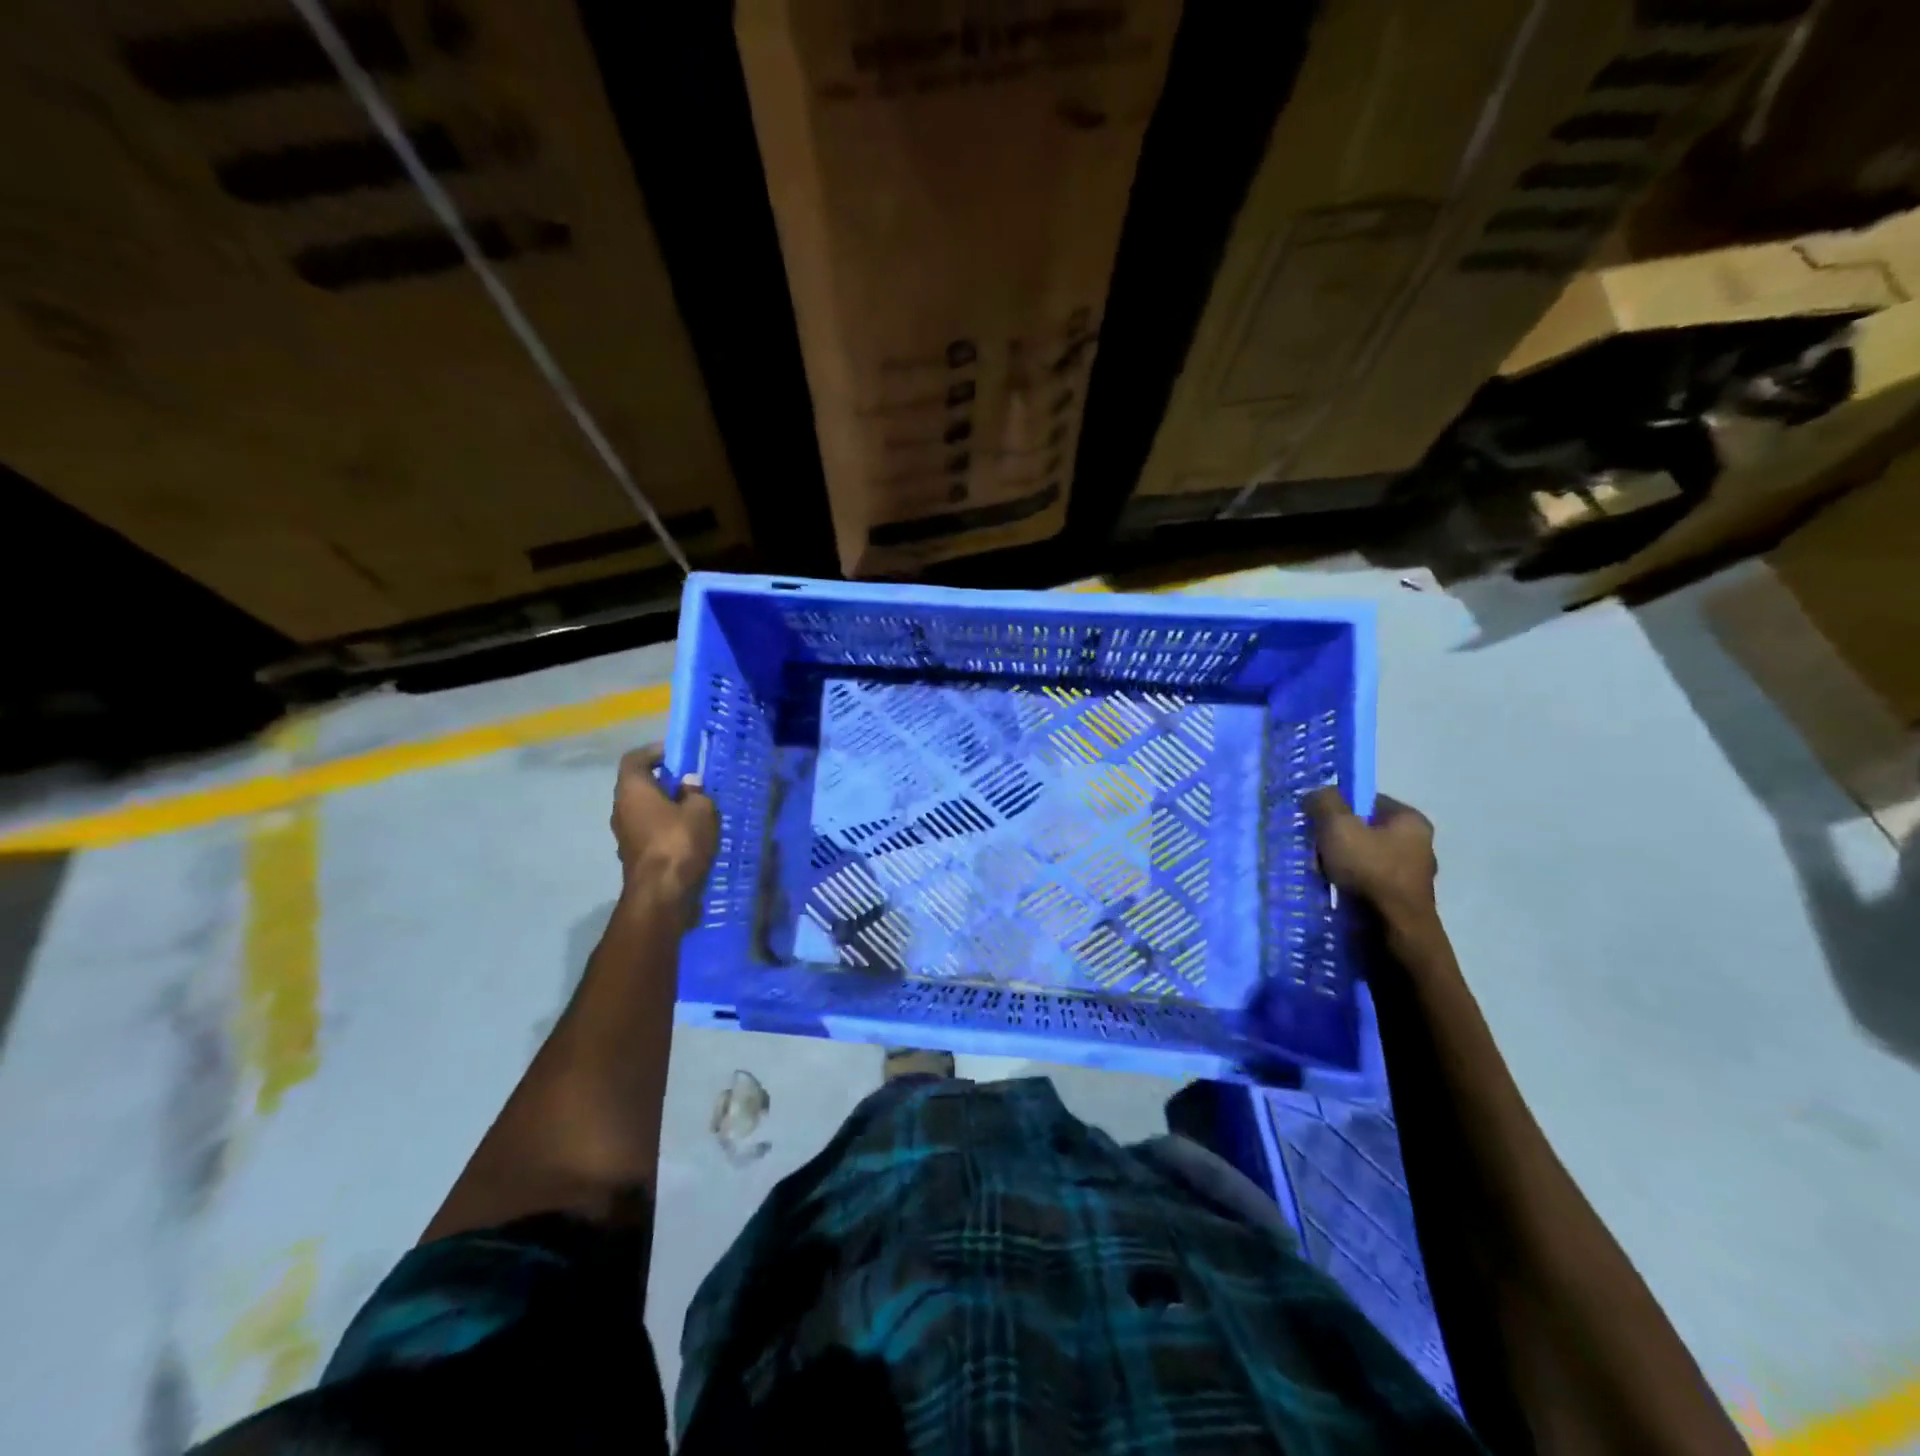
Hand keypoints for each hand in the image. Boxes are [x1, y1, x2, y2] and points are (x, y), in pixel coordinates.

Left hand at [612, 745, 718, 926]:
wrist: (661, 894)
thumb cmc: (678, 842)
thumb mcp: (701, 810)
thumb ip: (696, 792)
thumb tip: (689, 784)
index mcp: (632, 790)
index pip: (634, 759)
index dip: (654, 752)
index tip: (676, 754)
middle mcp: (621, 808)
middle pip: (639, 785)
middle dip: (664, 782)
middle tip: (691, 782)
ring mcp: (624, 834)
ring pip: (644, 810)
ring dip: (665, 807)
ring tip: (694, 810)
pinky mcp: (633, 855)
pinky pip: (649, 831)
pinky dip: (665, 828)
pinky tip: (688, 835)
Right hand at [1305, 787, 1437, 927]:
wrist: (1392, 932)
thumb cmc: (1369, 871)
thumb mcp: (1338, 826)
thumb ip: (1324, 802)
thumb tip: (1317, 794)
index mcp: (1411, 821)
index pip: (1367, 800)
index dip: (1338, 807)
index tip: (1316, 821)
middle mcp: (1417, 845)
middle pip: (1362, 830)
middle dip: (1334, 839)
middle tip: (1315, 850)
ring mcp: (1409, 876)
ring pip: (1360, 858)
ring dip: (1337, 863)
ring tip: (1319, 873)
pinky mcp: (1399, 900)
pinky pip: (1364, 882)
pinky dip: (1346, 884)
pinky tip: (1332, 890)